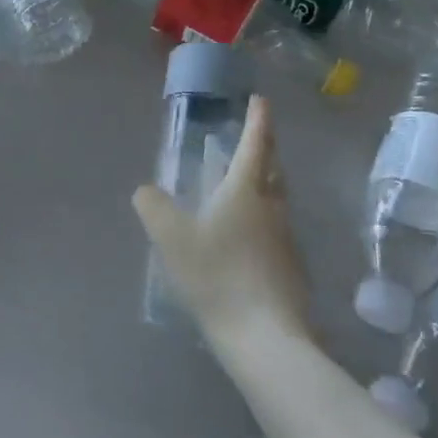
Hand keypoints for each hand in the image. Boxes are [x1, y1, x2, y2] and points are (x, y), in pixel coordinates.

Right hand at [132, 95, 310, 346]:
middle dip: (266, 150)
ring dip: (265, 185)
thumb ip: (153, 207)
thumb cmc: (217, 275)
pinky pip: (276, 231)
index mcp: (246, 191)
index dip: (258, 120)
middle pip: (274, 170)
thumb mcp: (172, 237)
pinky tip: (247, 239)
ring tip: (245, 186)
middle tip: (255, 139)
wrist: (265, 337)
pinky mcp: (291, 270)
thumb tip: (145, 190)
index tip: (261, 99)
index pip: (256, 145)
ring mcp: (286, 240)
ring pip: (277, 200)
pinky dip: (263, 220)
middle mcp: (272, 208)